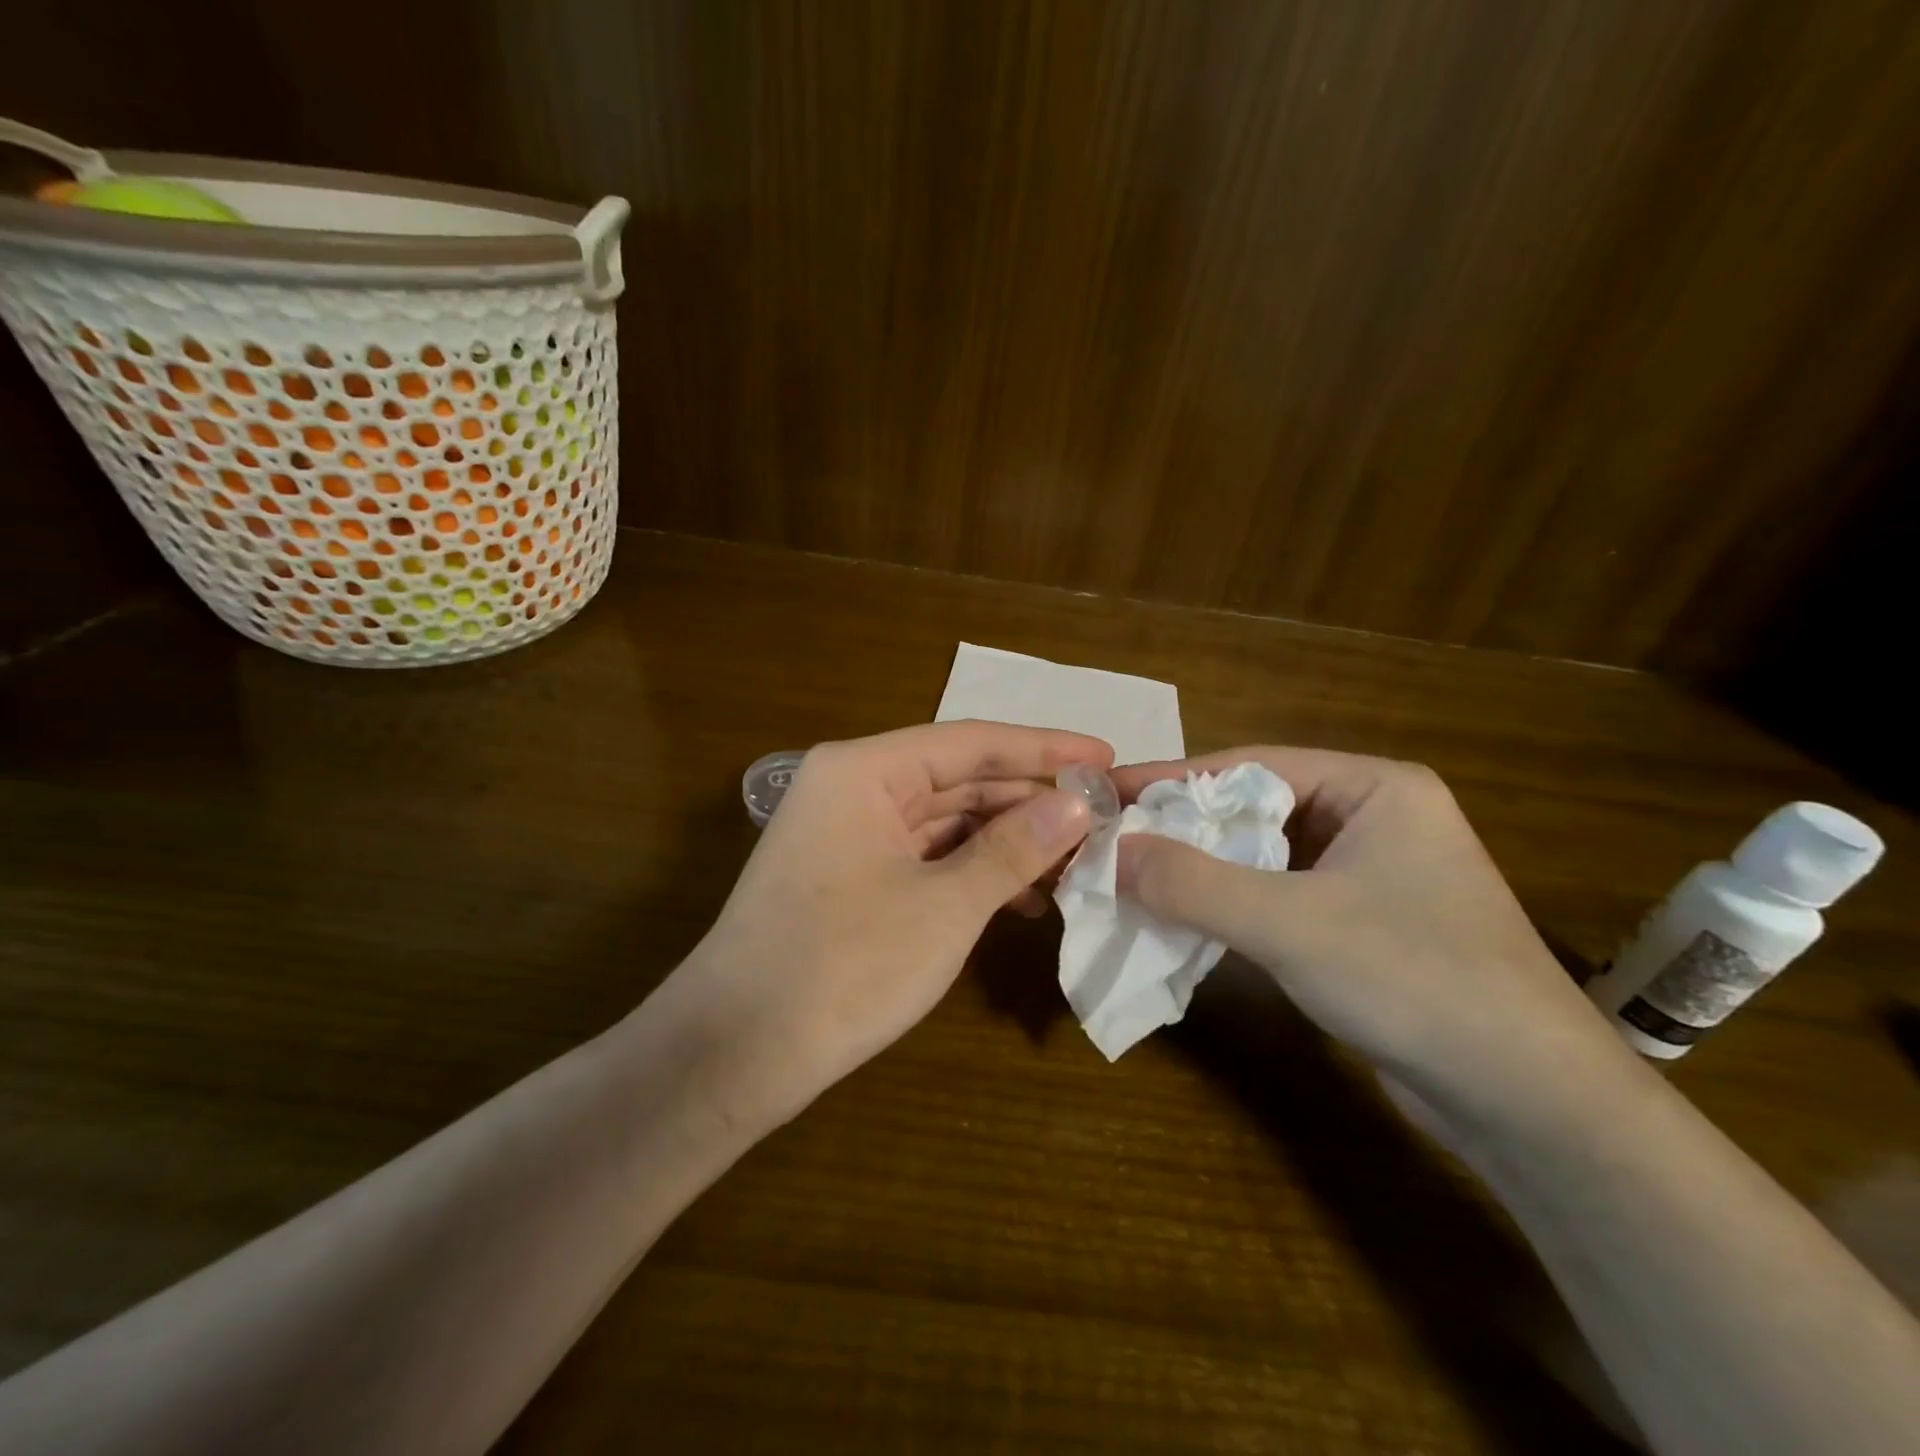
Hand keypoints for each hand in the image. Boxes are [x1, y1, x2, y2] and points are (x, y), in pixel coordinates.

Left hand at [674, 721, 1111, 1122]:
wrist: (734, 1052)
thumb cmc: (845, 966)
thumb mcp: (945, 906)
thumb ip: (1013, 849)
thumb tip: (1076, 807)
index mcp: (865, 770)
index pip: (971, 742)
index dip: (1045, 750)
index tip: (1105, 757)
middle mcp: (853, 787)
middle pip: (959, 779)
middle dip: (1029, 802)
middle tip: (1100, 819)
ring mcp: (847, 833)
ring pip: (944, 821)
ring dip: (1005, 841)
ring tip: (1073, 863)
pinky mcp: (849, 876)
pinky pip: (924, 856)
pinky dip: (971, 871)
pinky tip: (1020, 896)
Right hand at [1111, 747, 1631, 1125]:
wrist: (1533, 1107)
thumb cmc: (1417, 981)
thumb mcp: (1290, 925)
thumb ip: (1193, 884)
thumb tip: (1110, 851)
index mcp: (1374, 787)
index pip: (1250, 765)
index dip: (1172, 779)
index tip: (1106, 791)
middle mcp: (1374, 818)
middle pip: (1253, 810)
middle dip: (1183, 829)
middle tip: (1111, 839)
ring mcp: (1370, 874)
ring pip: (1262, 857)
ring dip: (1201, 871)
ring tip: (1132, 878)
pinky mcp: (1362, 925)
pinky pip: (1277, 898)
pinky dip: (1229, 906)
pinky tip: (1184, 921)